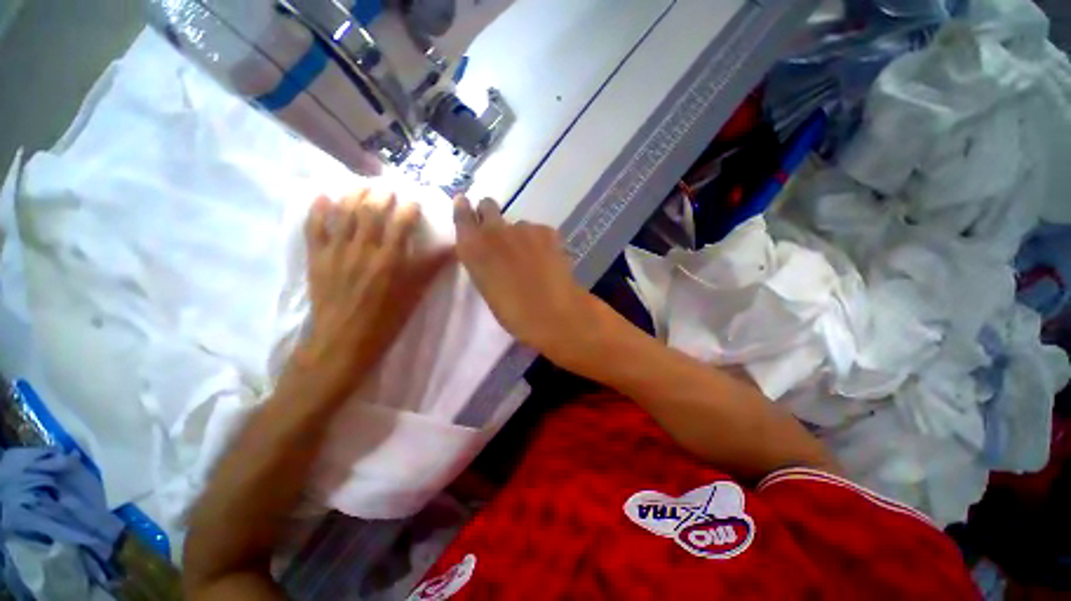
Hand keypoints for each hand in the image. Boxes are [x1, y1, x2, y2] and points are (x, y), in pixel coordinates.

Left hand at [291, 189, 450, 396]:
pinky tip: (323, 197)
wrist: (343, 342)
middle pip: (371, 212)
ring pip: (343, 214)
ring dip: (352, 195)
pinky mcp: (317, 258)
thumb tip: (451, 249)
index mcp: (390, 259)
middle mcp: (363, 249)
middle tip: (387, 188)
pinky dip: (318, 210)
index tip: (414, 200)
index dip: (408, 208)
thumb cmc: (386, 320)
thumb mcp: (415, 295)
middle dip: (380, 195)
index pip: (401, 223)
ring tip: (361, 185)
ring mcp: (336, 251)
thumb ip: (431, 268)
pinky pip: (314, 228)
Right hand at [453, 196, 604, 365]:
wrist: (552, 313)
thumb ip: (483, 262)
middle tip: (499, 234)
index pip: (462, 215)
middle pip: (488, 206)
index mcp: (473, 248)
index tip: (465, 205)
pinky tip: (547, 259)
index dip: (464, 209)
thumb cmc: (513, 312)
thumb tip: (489, 253)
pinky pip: (538, 231)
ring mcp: (522, 228)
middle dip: (490, 214)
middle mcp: (494, 231)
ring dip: (520, 236)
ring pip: (517, 224)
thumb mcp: (487, 287)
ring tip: (531, 259)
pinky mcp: (546, 230)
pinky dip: (540, 241)